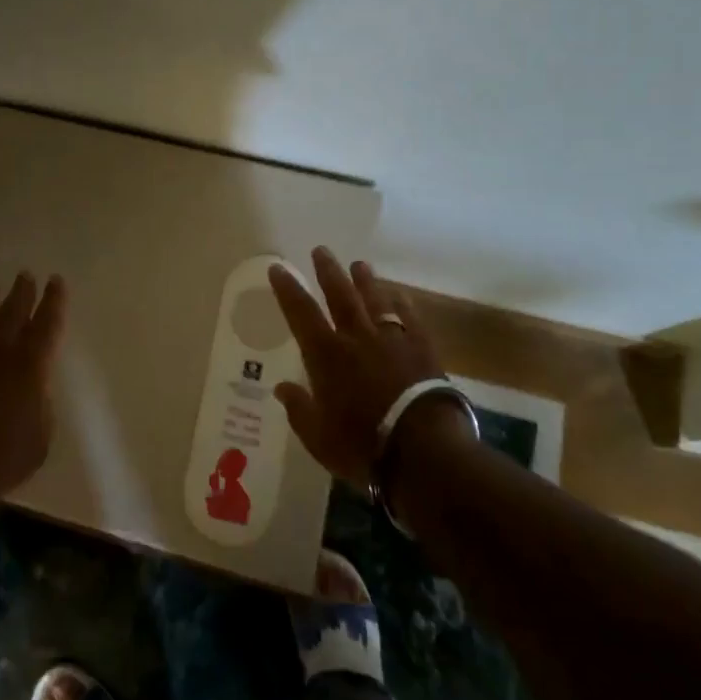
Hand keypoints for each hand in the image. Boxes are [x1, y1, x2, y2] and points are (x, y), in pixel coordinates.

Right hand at [267, 247, 447, 489]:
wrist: (423, 450)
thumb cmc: (362, 445)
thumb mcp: (318, 436)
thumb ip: (299, 408)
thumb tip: (282, 388)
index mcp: (326, 355)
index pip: (300, 313)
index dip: (287, 289)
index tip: (277, 268)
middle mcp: (356, 338)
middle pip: (340, 295)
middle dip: (328, 271)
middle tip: (321, 250)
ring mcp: (392, 340)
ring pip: (375, 300)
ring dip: (366, 281)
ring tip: (359, 265)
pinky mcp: (422, 349)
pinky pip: (410, 318)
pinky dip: (402, 304)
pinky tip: (399, 295)